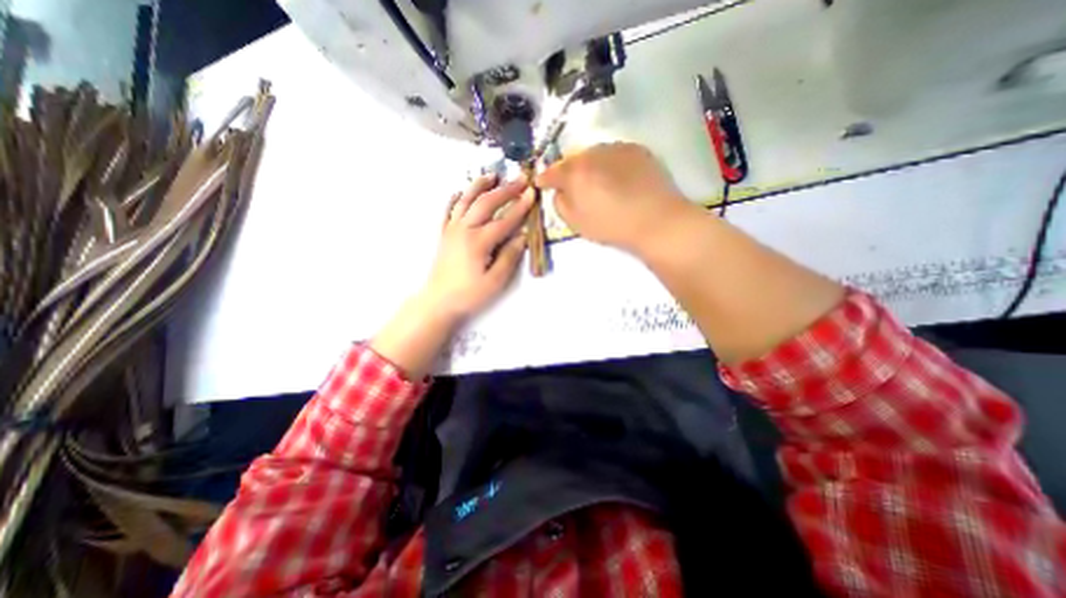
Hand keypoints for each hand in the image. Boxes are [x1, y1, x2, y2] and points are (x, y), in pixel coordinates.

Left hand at [372, 176, 531, 377]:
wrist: (438, 301)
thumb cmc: (469, 295)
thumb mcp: (495, 281)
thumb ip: (509, 257)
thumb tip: (522, 237)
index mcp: (479, 241)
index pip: (504, 220)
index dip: (520, 206)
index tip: (532, 193)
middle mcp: (464, 229)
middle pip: (486, 203)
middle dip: (505, 190)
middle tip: (519, 179)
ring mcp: (451, 230)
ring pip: (465, 201)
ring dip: (479, 186)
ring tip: (491, 175)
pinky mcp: (444, 235)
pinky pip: (448, 211)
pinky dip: (454, 199)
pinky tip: (458, 192)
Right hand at [538, 145, 696, 257]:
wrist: (656, 220)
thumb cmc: (611, 226)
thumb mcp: (576, 223)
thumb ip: (560, 204)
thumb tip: (560, 192)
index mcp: (574, 172)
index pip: (552, 172)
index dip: (544, 178)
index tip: (541, 183)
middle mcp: (592, 153)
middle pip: (573, 159)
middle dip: (569, 171)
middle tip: (572, 185)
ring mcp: (616, 148)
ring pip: (594, 154)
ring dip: (590, 165)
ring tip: (597, 181)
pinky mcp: (636, 149)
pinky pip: (614, 154)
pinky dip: (609, 163)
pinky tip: (617, 177)